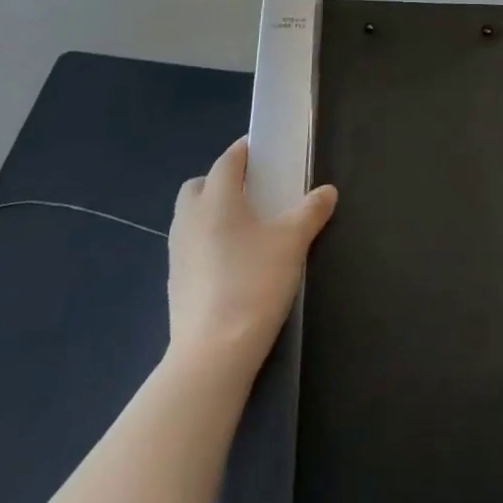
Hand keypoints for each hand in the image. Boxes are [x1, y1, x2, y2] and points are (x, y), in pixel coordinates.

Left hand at [166, 140, 335, 366]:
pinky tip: (234, 261)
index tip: (265, 150)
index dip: (245, 151)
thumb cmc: (254, 282)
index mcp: (216, 200)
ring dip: (213, 212)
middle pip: (198, 186)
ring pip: (191, 217)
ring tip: (247, 226)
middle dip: (221, 180)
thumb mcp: (293, 241)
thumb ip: (311, 211)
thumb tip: (327, 192)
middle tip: (255, 190)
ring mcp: (178, 253)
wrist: (214, 352)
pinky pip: (191, 246)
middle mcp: (189, 220)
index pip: (227, 161)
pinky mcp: (176, 282)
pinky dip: (208, 241)